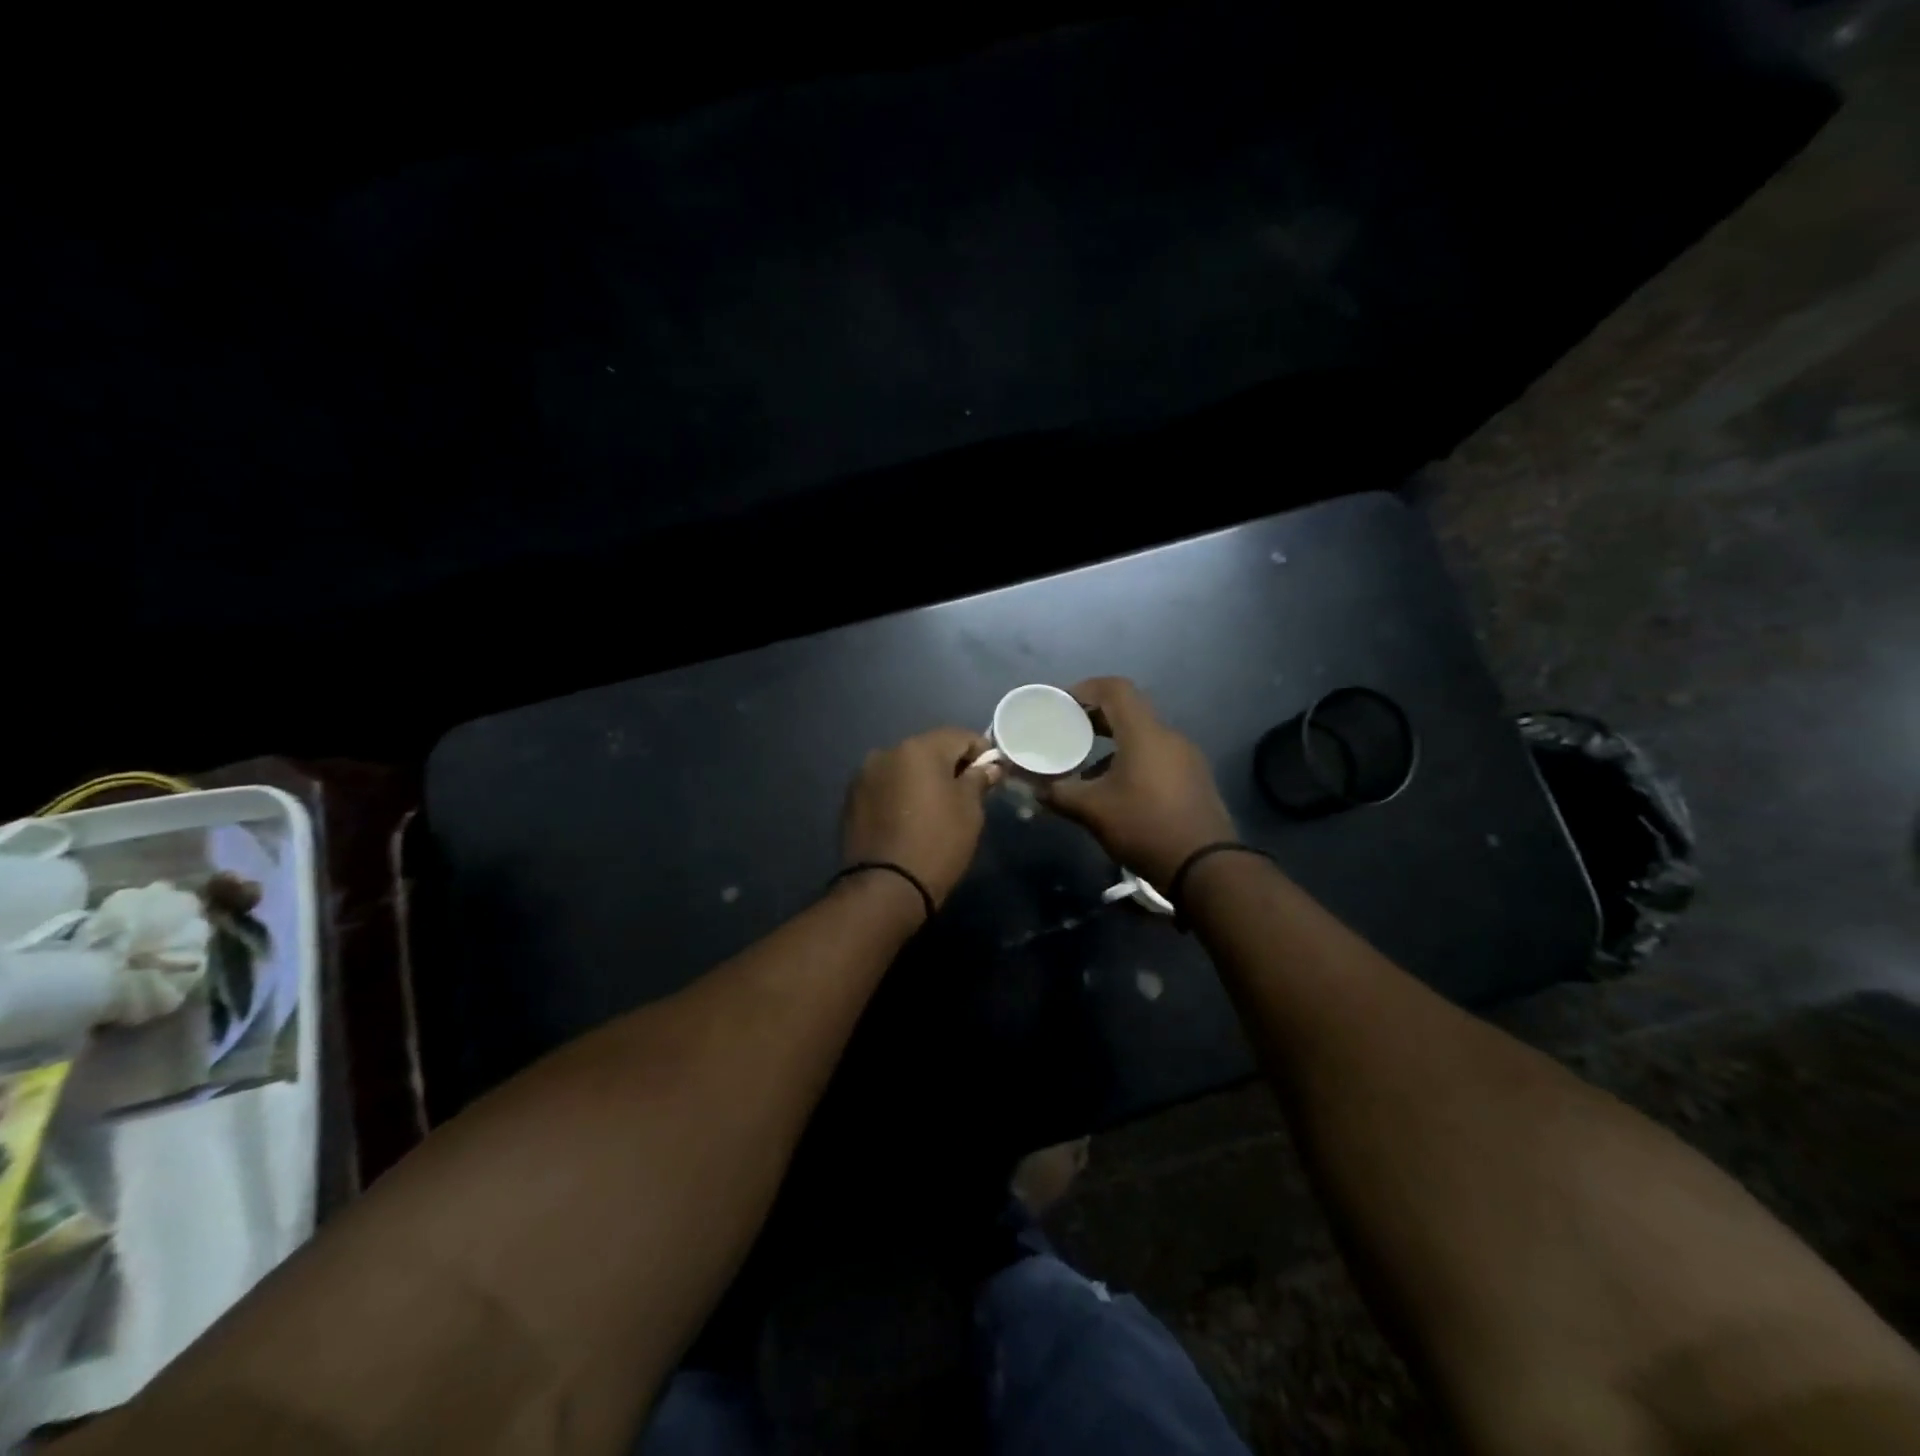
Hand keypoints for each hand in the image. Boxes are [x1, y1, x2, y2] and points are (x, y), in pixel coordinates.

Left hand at [841, 727, 1001, 909]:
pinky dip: (900, 794)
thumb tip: (989, 767)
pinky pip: (886, 786)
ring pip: (904, 767)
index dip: (981, 752)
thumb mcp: (969, 811)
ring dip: (922, 779)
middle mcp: (887, 752)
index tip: (991, 774)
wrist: (885, 887)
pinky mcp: (852, 799)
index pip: (960, 736)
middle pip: (929, 749)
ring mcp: (865, 775)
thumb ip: (978, 780)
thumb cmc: (938, 843)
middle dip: (949, 764)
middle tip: (966, 792)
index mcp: (919, 748)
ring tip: (935, 808)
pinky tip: (909, 818)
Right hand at [1041, 677, 1235, 888]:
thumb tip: (1033, 788)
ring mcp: (1186, 758)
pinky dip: (1131, 760)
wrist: (1205, 867)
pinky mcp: (1193, 779)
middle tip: (1066, 731)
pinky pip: (1156, 756)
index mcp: (1144, 733)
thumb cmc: (1145, 827)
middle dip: (1095, 717)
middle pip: (1129, 710)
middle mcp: (1169, 737)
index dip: (1086, 688)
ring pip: (1143, 736)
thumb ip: (1058, 793)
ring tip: (1085, 765)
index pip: (1115, 689)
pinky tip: (1114, 789)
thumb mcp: (1092, 811)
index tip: (1061, 704)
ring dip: (1112, 743)